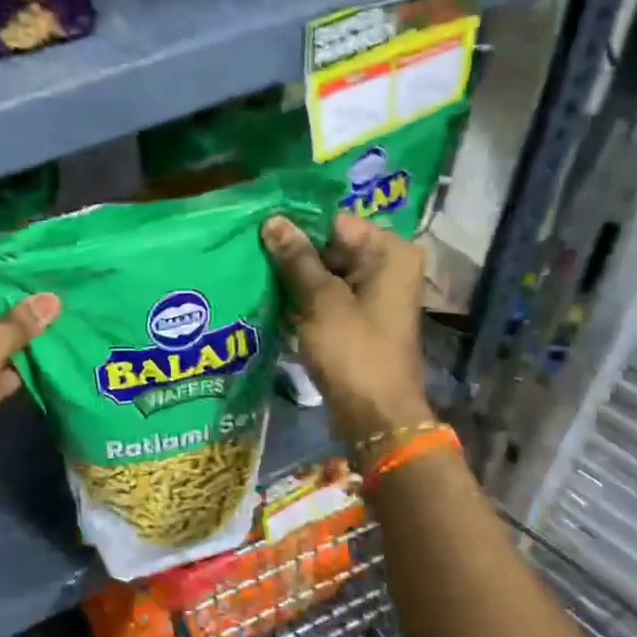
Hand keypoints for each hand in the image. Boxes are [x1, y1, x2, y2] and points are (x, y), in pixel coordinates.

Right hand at [262, 212, 431, 446]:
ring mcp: (374, 294)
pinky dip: (303, 298)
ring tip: (252, 272)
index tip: (256, 227)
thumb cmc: (353, 352)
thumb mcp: (321, 301)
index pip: (334, 222)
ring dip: (293, 277)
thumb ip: (296, 259)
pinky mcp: (359, 318)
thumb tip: (273, 220)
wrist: (375, 416)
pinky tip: (270, 298)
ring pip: (325, 272)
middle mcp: (387, 266)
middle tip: (247, 251)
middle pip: (330, 246)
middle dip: (292, 252)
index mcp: (389, 252)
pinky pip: (327, 296)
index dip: (296, 225)